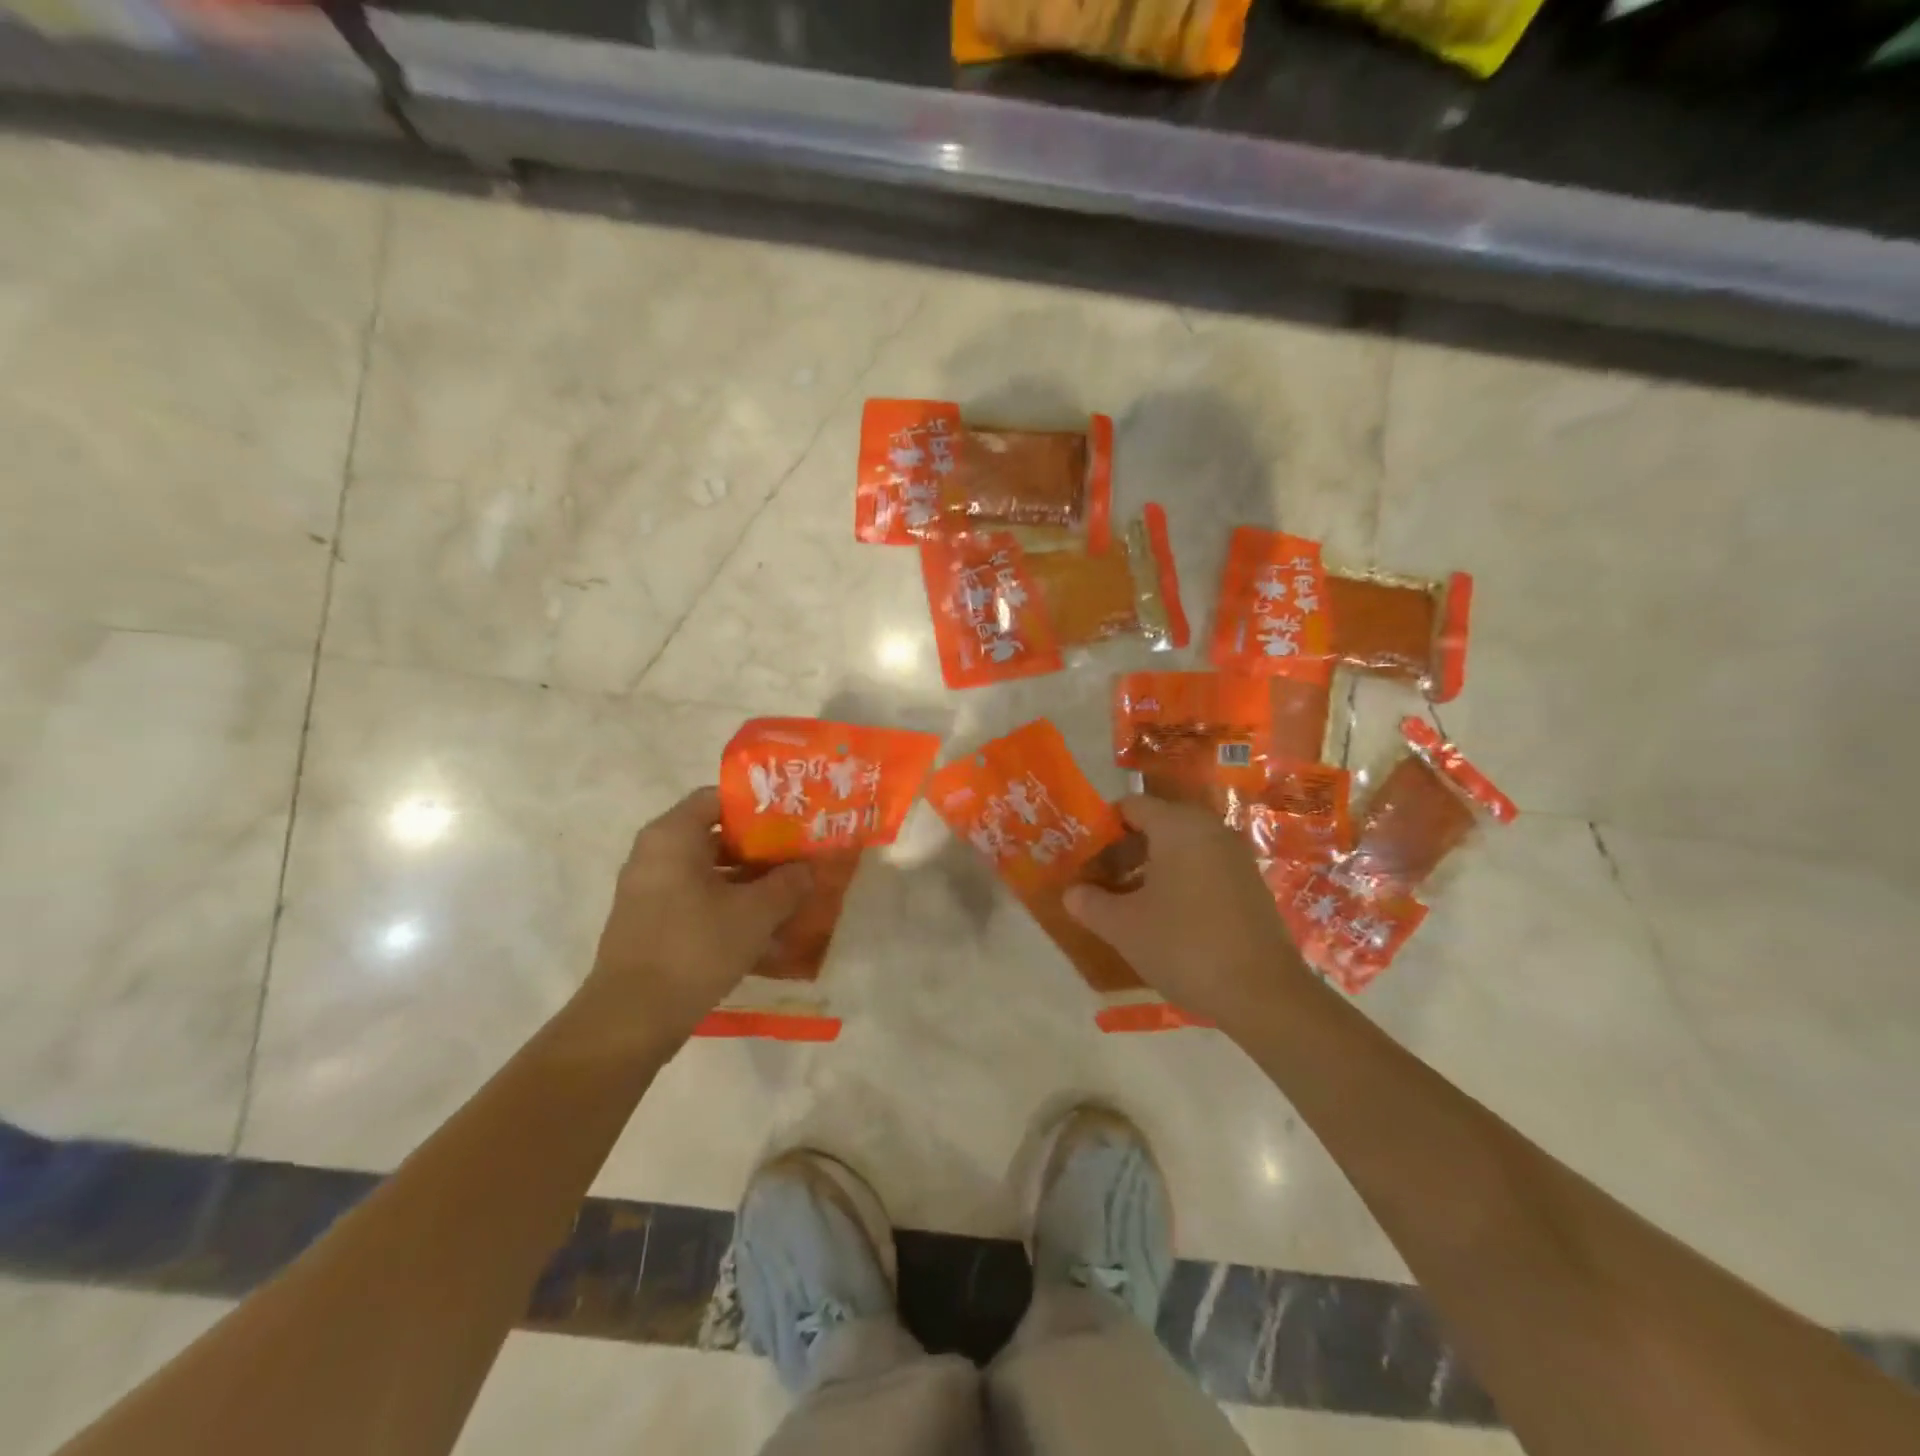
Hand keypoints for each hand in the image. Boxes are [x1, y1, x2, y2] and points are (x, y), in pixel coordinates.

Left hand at [576, 788, 810, 1044]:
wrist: (632, 1019)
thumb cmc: (695, 948)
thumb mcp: (755, 913)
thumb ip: (788, 884)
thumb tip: (809, 868)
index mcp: (673, 836)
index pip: (718, 797)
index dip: (758, 804)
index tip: (793, 817)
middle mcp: (654, 853)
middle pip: (714, 834)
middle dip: (758, 845)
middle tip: (797, 853)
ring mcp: (648, 889)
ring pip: (706, 869)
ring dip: (746, 877)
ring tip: (787, 889)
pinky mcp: (649, 921)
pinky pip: (694, 897)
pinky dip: (726, 902)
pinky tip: (760, 923)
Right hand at [1064, 795, 1309, 1029]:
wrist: (1264, 995)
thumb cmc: (1184, 946)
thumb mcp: (1123, 927)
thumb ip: (1089, 903)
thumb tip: (1071, 893)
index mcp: (1178, 826)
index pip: (1130, 806)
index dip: (1101, 830)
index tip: (1084, 861)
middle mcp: (1210, 830)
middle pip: (1156, 825)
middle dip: (1124, 852)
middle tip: (1101, 884)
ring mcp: (1235, 857)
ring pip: (1180, 849)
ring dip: (1150, 870)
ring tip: (1128, 905)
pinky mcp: (1250, 884)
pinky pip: (1203, 868)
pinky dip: (1179, 882)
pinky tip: (1165, 920)